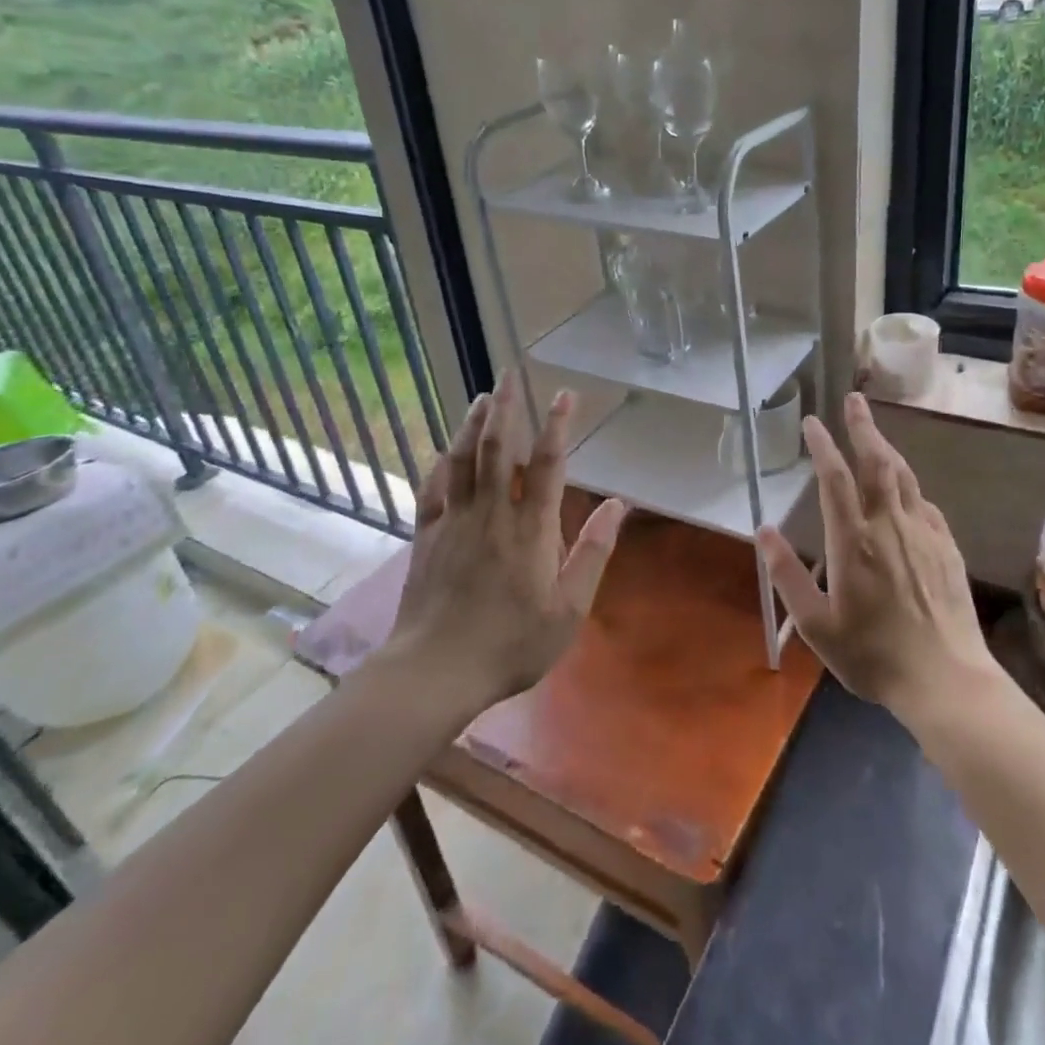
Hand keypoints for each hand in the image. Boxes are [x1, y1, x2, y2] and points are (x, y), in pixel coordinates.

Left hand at [384, 371, 626, 711]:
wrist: (435, 671)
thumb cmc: (511, 643)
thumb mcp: (568, 609)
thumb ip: (592, 552)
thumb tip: (618, 505)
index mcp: (529, 528)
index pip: (545, 463)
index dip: (556, 425)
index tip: (563, 394)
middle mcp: (491, 513)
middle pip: (497, 448)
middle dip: (506, 407)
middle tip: (510, 374)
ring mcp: (453, 522)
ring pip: (463, 460)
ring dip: (473, 424)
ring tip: (482, 397)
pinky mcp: (426, 537)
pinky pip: (433, 489)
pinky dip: (440, 464)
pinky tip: (444, 451)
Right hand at [757, 393, 994, 722]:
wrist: (945, 679)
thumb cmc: (872, 655)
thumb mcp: (815, 624)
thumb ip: (787, 574)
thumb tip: (763, 530)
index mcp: (853, 540)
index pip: (834, 477)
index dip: (822, 445)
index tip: (812, 422)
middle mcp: (889, 525)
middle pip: (876, 462)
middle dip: (863, 427)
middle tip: (854, 400)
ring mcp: (923, 533)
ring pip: (904, 476)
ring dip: (887, 448)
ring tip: (875, 433)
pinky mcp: (947, 547)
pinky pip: (925, 504)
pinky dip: (910, 486)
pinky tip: (907, 491)